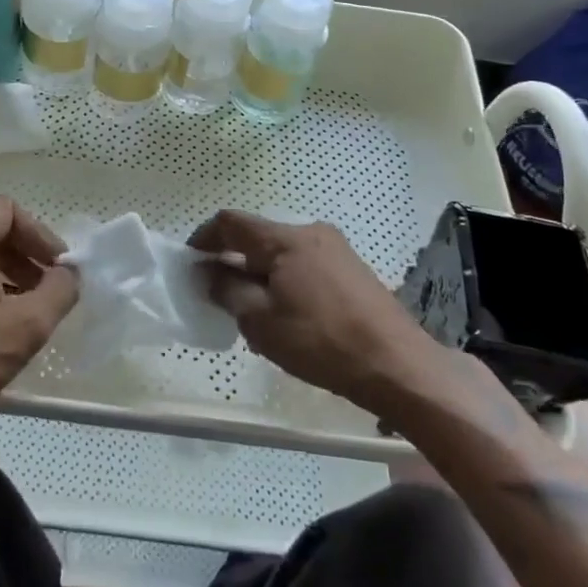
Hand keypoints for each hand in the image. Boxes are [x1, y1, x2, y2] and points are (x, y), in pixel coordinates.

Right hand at [192, 210, 452, 420]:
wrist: (397, 365)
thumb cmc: (321, 342)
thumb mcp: (261, 322)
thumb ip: (228, 291)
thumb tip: (210, 273)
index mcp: (285, 239)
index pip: (231, 222)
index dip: (203, 238)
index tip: (190, 263)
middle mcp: (310, 232)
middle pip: (258, 237)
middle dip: (233, 261)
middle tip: (219, 296)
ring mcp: (336, 249)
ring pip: (282, 253)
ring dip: (259, 274)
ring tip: (253, 313)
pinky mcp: (352, 269)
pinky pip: (304, 265)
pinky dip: (285, 281)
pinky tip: (288, 317)